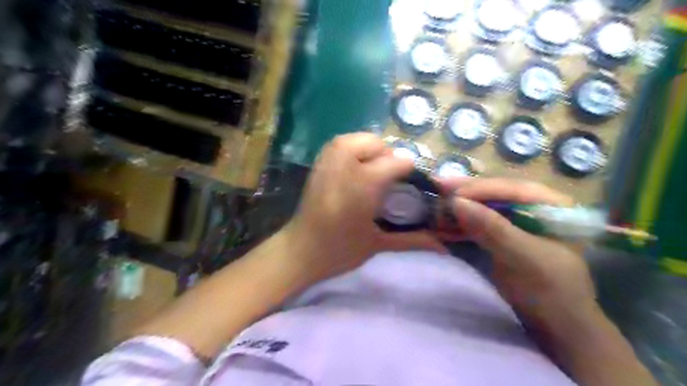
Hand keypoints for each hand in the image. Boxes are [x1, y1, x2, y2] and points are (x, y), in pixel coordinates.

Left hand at [284, 134, 445, 281]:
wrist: (299, 251)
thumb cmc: (338, 252)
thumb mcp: (377, 246)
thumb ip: (412, 240)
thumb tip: (445, 247)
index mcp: (361, 188)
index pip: (395, 163)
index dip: (408, 171)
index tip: (411, 185)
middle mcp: (344, 167)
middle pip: (376, 144)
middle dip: (388, 158)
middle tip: (390, 180)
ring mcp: (327, 163)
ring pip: (357, 138)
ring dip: (371, 150)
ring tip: (374, 172)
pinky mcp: (318, 164)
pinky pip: (341, 143)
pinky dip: (354, 148)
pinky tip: (357, 168)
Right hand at [440, 177, 596, 325]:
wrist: (555, 326)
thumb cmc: (552, 293)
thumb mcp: (526, 259)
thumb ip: (494, 229)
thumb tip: (457, 202)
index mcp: (552, 205)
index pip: (511, 188)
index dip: (479, 188)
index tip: (448, 191)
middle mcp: (532, 207)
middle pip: (493, 194)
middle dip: (464, 195)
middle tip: (435, 190)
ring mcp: (515, 221)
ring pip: (482, 207)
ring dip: (458, 209)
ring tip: (434, 209)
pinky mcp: (500, 235)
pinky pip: (476, 223)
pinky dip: (458, 225)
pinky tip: (442, 226)